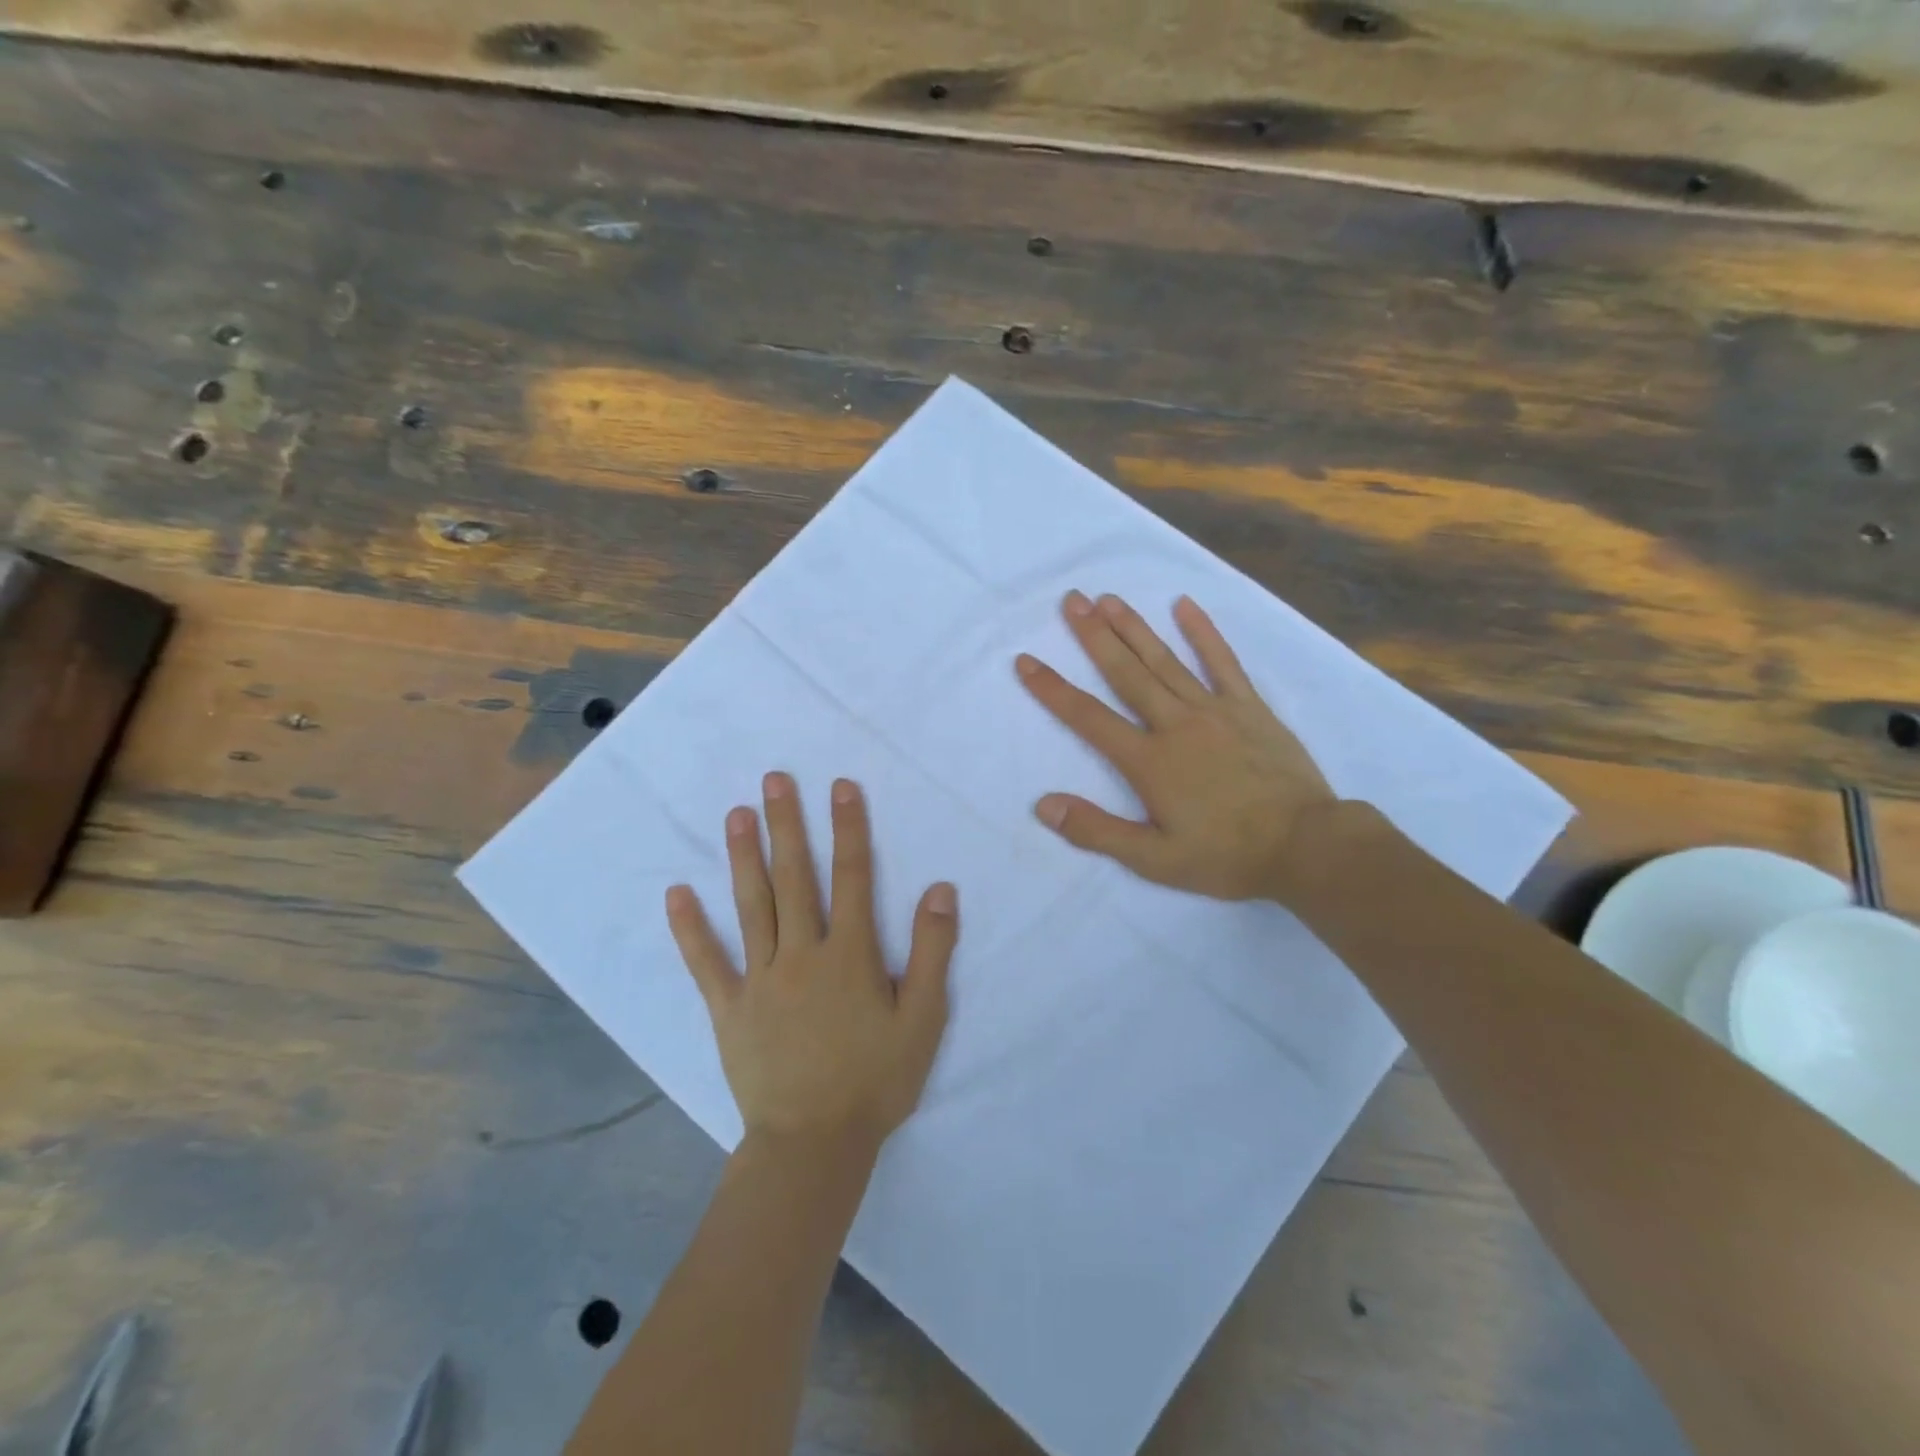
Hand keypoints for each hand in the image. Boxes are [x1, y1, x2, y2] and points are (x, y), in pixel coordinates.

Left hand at [666, 773, 957, 1148]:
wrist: (815, 1144)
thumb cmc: (876, 1080)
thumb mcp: (923, 1019)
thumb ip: (932, 951)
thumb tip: (939, 889)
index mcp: (850, 954)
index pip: (852, 877)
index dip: (849, 828)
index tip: (840, 786)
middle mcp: (803, 953)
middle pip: (795, 878)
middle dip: (788, 825)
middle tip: (774, 780)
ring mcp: (760, 978)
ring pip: (752, 906)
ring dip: (744, 857)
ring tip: (736, 815)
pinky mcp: (729, 1008)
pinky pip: (707, 962)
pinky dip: (690, 928)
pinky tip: (676, 893)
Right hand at [1016, 591, 1338, 902]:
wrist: (1307, 846)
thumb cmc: (1227, 856)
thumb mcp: (1155, 859)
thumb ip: (1098, 831)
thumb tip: (1044, 805)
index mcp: (1149, 760)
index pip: (1089, 718)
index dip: (1053, 690)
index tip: (1026, 661)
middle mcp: (1176, 724)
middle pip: (1126, 673)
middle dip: (1094, 635)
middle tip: (1071, 600)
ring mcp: (1216, 710)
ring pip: (1166, 660)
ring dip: (1134, 627)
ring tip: (1108, 598)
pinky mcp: (1250, 708)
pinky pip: (1224, 662)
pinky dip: (1204, 632)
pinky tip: (1185, 604)